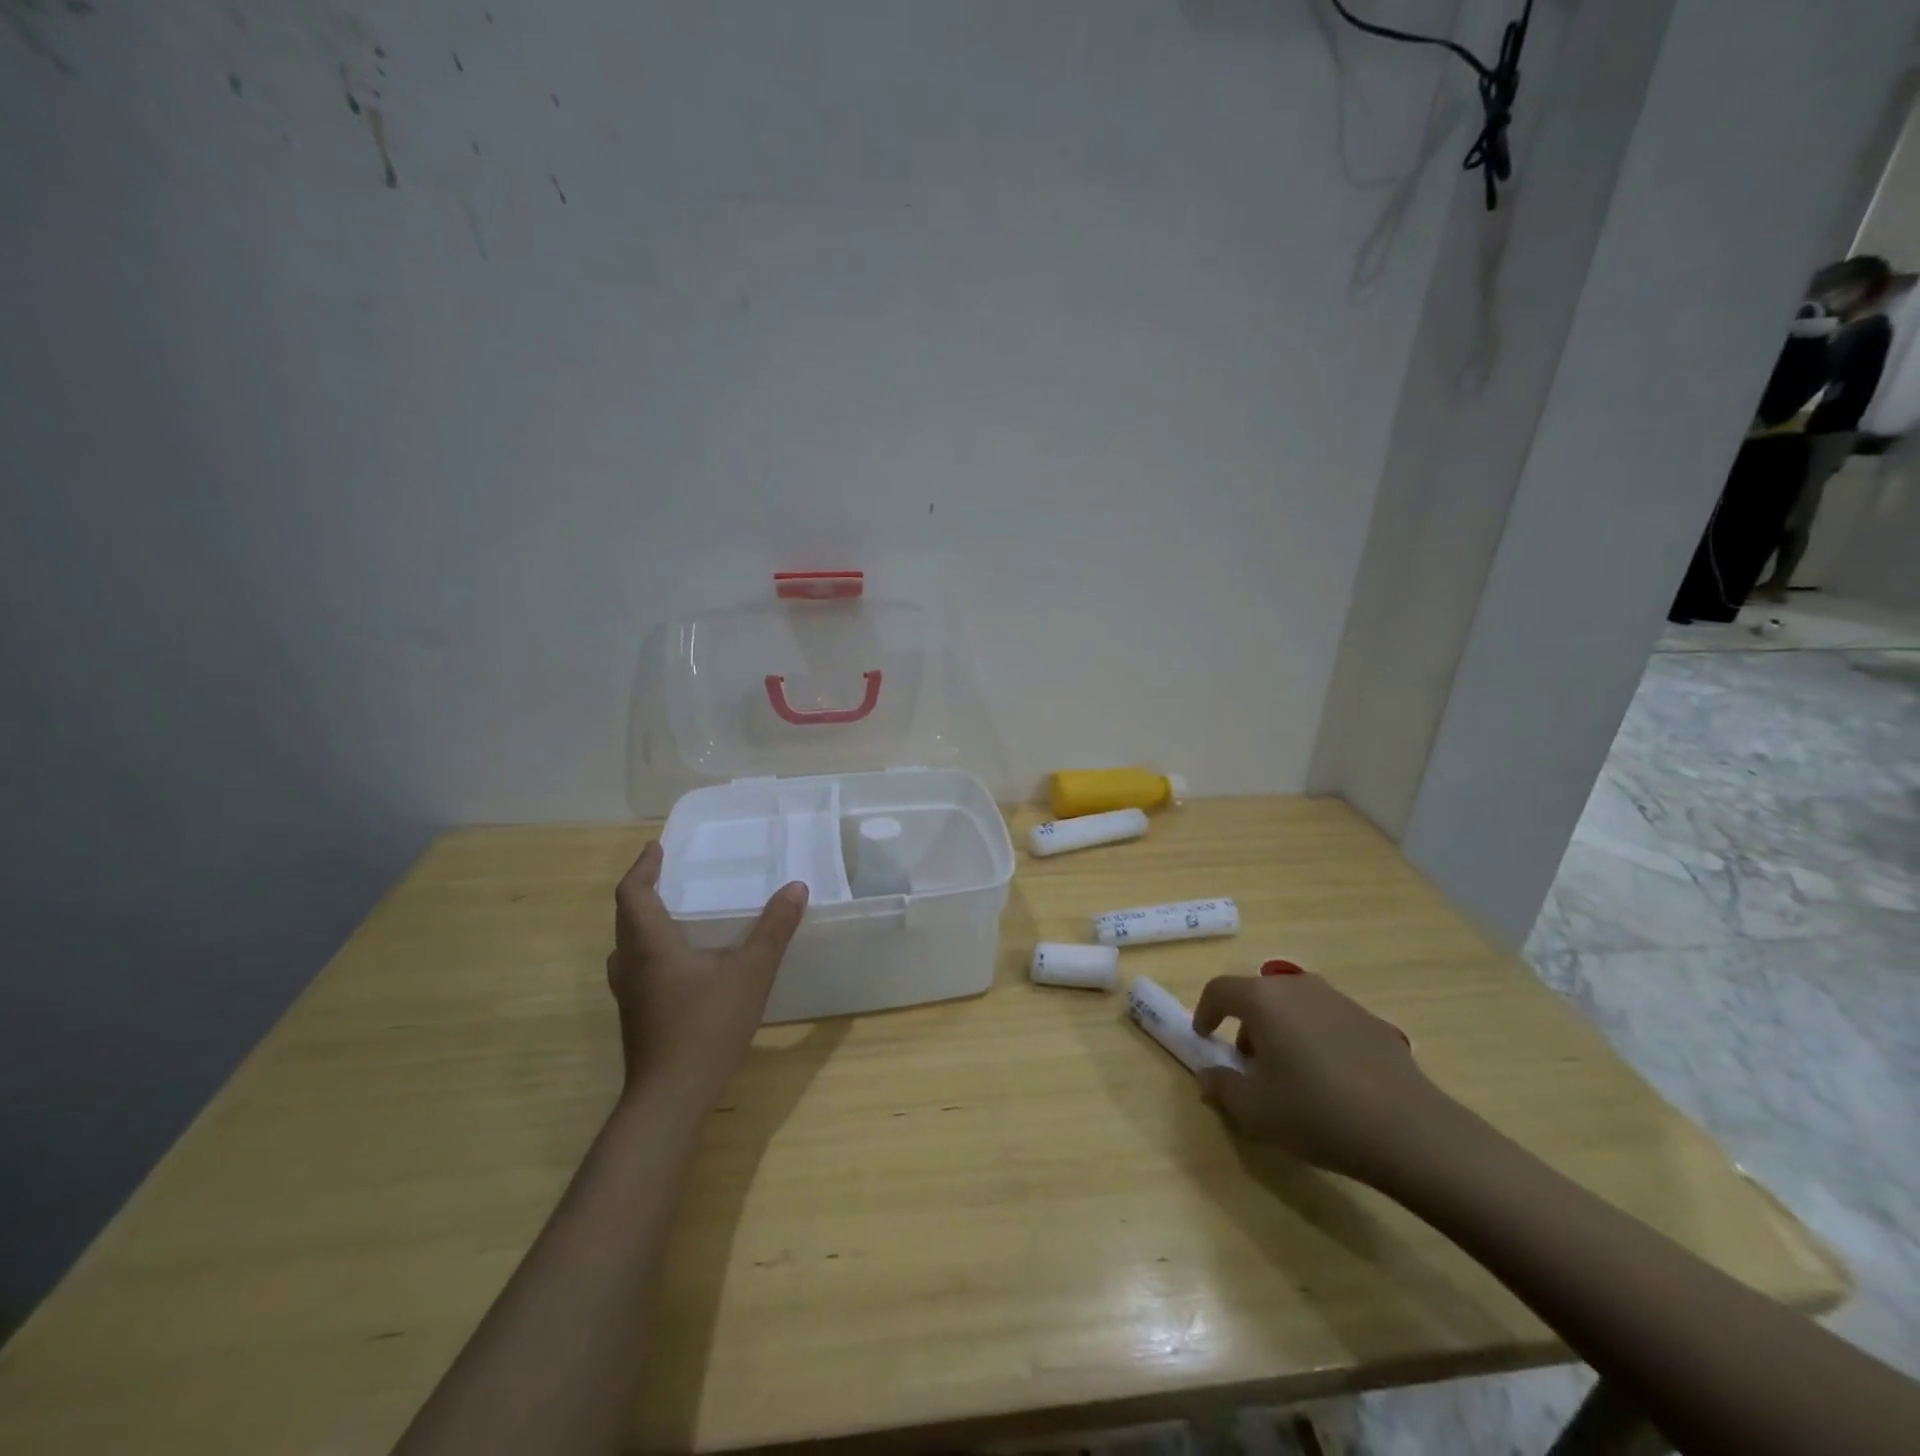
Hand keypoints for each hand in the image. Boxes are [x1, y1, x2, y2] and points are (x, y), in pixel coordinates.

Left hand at [606, 842, 807, 1108]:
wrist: (670, 1100)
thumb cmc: (706, 1028)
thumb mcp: (750, 974)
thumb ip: (773, 930)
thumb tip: (795, 887)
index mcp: (650, 946)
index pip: (632, 894)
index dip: (642, 868)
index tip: (657, 849)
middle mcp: (631, 966)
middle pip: (625, 918)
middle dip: (644, 892)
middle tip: (669, 876)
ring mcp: (629, 996)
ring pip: (627, 947)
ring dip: (643, 924)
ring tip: (674, 915)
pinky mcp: (637, 1018)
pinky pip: (637, 969)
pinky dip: (651, 952)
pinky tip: (682, 966)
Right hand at [1192, 971, 1450, 1185]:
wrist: (1411, 1131)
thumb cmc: (1318, 1114)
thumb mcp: (1255, 1111)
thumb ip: (1222, 1087)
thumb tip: (1209, 1075)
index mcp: (1263, 999)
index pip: (1219, 990)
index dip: (1204, 1012)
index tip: (1204, 1037)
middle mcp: (1297, 987)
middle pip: (1257, 996)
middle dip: (1245, 1026)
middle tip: (1249, 1066)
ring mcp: (1337, 999)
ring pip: (1292, 1006)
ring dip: (1280, 1031)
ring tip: (1290, 1075)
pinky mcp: (1369, 1019)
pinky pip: (1325, 1020)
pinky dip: (1313, 1039)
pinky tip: (1330, 1081)